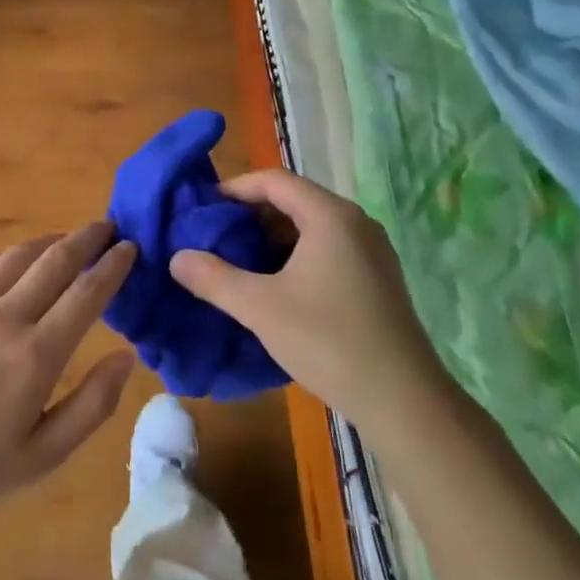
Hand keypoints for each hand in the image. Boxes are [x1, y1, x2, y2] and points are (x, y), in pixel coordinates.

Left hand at [0, 222, 136, 521]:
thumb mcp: (44, 455)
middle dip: (87, 238)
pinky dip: (4, 256)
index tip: (131, 248)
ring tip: (66, 240)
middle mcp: (4, 317)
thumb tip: (126, 357)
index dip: (113, 266)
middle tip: (107, 228)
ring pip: (16, 255)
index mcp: (36, 355)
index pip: (86, 293)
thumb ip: (92, 405)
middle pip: (55, 260)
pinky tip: (11, 261)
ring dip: (48, 241)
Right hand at [168, 170, 440, 426]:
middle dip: (249, 216)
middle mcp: (354, 223)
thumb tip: (177, 258)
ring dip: (270, 239)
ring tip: (235, 262)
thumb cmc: (328, 341)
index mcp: (330, 216)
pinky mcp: (375, 279)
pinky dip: (293, 257)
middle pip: (293, 201)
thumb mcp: (260, 308)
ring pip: (309, 228)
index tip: (201, 210)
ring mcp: (370, 251)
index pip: (274, 180)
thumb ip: (213, 278)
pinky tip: (272, 287)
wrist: (403, 399)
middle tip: (212, 238)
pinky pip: (326, 250)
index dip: (234, 189)